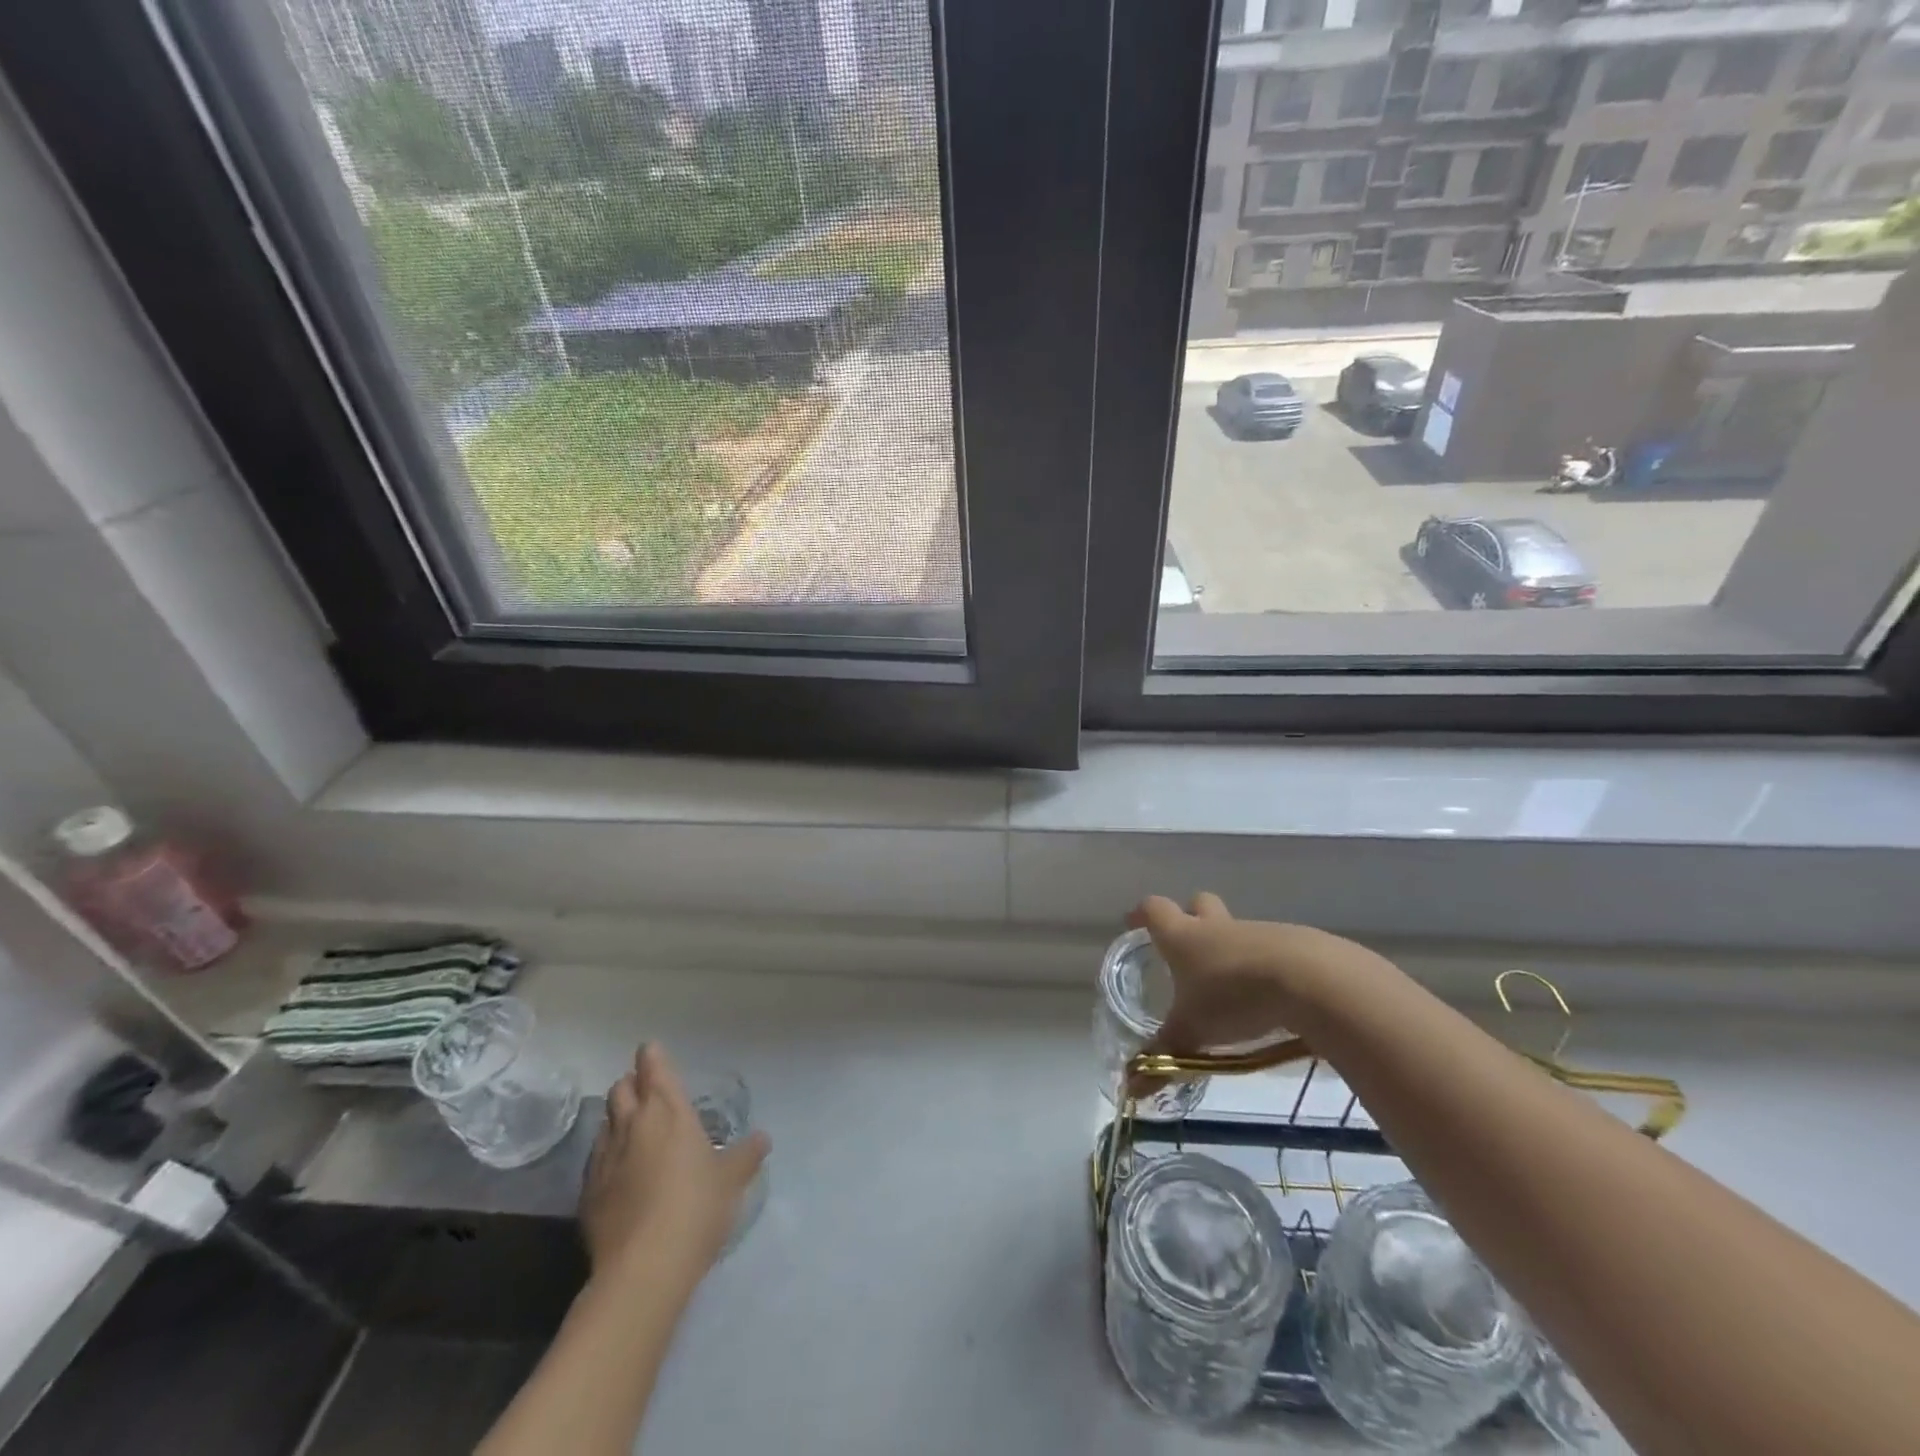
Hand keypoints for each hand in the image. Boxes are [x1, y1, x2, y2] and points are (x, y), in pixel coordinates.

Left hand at [580, 1044, 769, 1282]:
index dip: (652, 1056)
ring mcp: (605, 1159)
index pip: (654, 1068)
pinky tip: (620, 1173)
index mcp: (668, 1111)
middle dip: (632, 1084)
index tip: (651, 1050)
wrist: (643, 1269)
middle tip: (646, 1091)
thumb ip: (746, 1154)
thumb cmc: (696, 1207)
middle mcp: (633, 1125)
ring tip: (633, 1130)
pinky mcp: (587, 1194)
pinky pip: (596, 1160)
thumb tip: (762, 1138)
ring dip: (617, 1119)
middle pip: (622, 1089)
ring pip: (605, 1122)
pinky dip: (608, 1155)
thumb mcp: (732, 1179)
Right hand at [1129, 892, 1379, 1057]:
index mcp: (1184, 937)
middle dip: (1191, 918)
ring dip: (1231, 950)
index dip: (1142, 915)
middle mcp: (1218, 926)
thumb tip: (1129, 1089)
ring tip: (1231, 988)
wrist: (1311, 981)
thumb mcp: (1193, 1033)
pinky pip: (1272, 950)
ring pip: (1237, 931)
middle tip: (1187, 946)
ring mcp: (1259, 932)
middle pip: (1199, 905)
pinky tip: (1271, 997)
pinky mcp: (1296, 945)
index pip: (1155, 910)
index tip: (1134, 921)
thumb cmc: (1234, 997)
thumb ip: (1163, 1056)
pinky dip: (1265, 968)